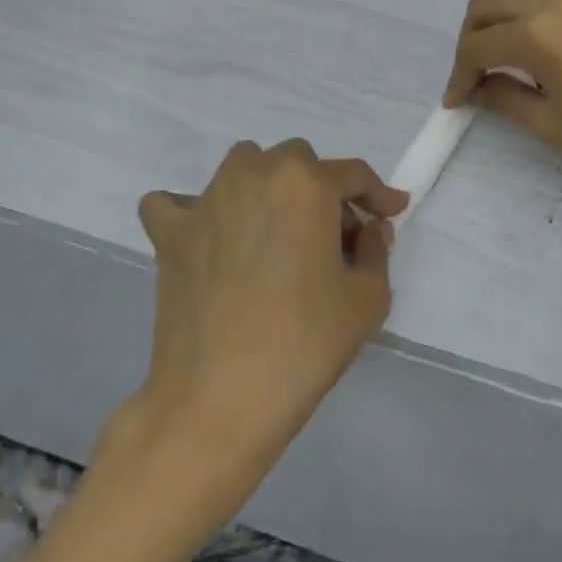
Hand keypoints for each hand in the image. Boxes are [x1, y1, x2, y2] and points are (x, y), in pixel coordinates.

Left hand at [125, 140, 407, 473]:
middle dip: (322, 190)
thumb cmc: (305, 344)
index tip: (392, 213)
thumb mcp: (368, 298)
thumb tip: (368, 229)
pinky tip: (210, 237)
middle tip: (335, 236)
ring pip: (242, 168)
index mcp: (305, 184)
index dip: (378, 194)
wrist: (220, 399)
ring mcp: (203, 202)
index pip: (352, 174)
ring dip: (267, 187)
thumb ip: (376, 251)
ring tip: (278, 232)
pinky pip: (175, 203)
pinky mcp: (169, 234)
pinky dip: (194, 211)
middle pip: (296, 162)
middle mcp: (252, 175)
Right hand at [443, 0, 561, 194]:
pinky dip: (547, 24)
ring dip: (510, 29)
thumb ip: (505, 97)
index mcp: (538, 32)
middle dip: (472, 39)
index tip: (457, 102)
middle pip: (490, 5)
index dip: (458, 75)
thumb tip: (481, 85)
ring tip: (522, 70)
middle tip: (476, 75)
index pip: (476, 45)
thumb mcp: (553, 124)